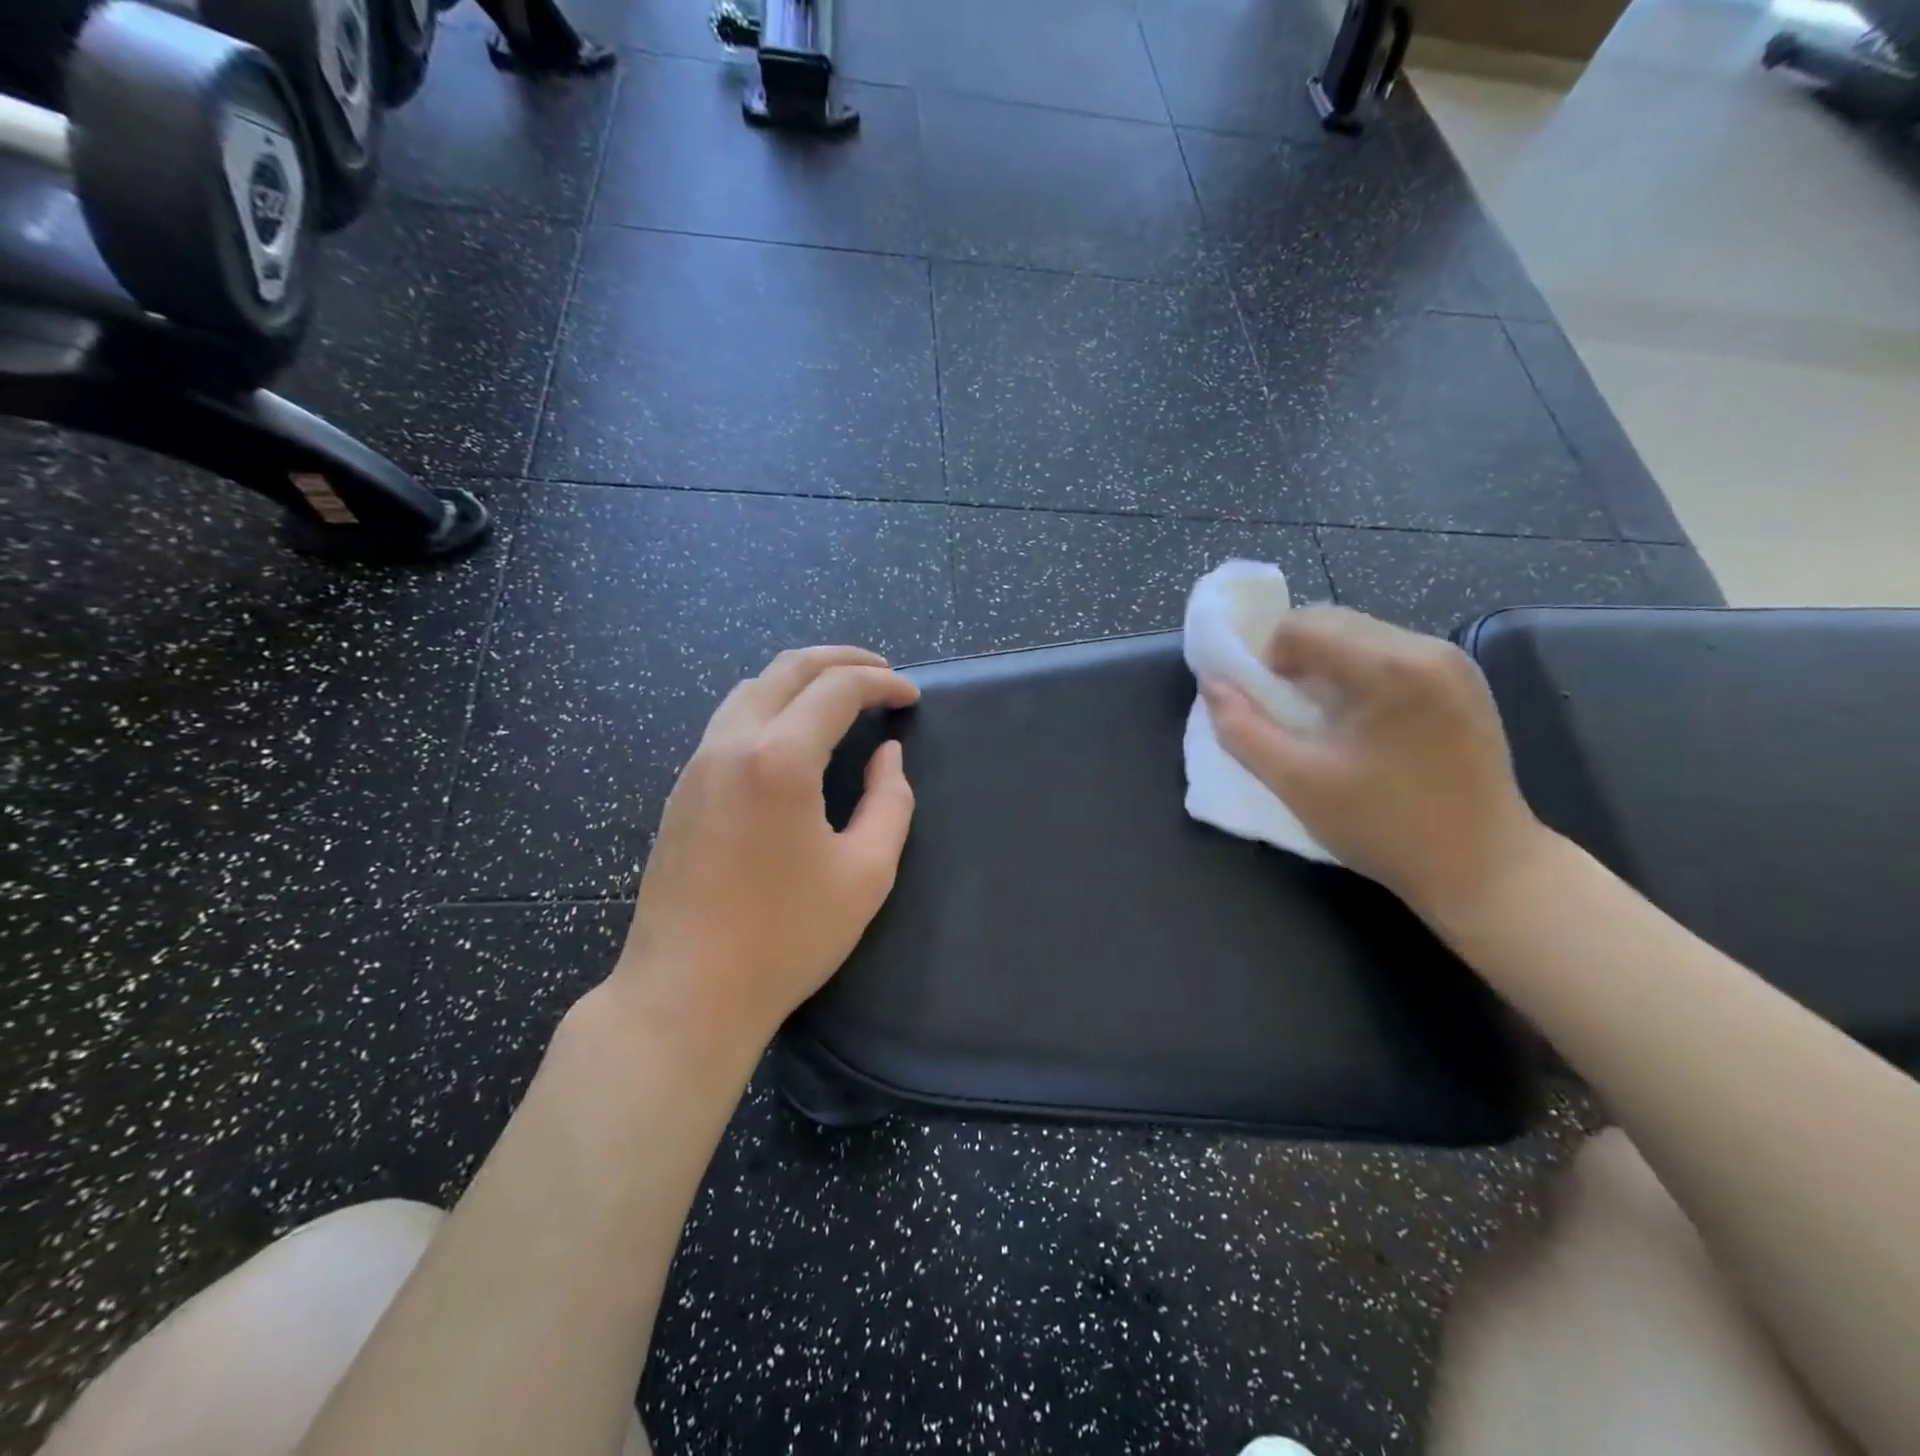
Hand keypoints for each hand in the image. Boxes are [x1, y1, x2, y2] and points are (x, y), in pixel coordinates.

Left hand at [613, 646, 919, 1056]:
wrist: (685, 992)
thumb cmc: (785, 937)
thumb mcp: (865, 873)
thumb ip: (890, 802)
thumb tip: (887, 756)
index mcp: (780, 758)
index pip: (837, 689)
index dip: (882, 683)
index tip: (911, 697)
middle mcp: (732, 743)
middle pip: (788, 668)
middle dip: (842, 661)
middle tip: (881, 673)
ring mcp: (698, 763)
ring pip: (752, 687)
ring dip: (802, 678)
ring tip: (841, 695)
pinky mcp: (682, 788)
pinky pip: (730, 719)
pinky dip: (771, 704)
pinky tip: (793, 733)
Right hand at [1199, 607, 1545, 918]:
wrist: (1484, 868)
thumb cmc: (1384, 827)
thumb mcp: (1297, 782)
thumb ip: (1242, 729)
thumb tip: (1211, 684)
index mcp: (1391, 667)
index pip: (1300, 626)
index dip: (1264, 659)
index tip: (1263, 707)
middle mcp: (1427, 648)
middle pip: (1332, 622)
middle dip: (1293, 659)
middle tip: (1286, 714)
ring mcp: (1453, 662)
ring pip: (1359, 635)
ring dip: (1324, 666)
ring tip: (1321, 720)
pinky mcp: (1463, 681)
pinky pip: (1389, 654)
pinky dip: (1357, 675)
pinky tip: (1358, 723)